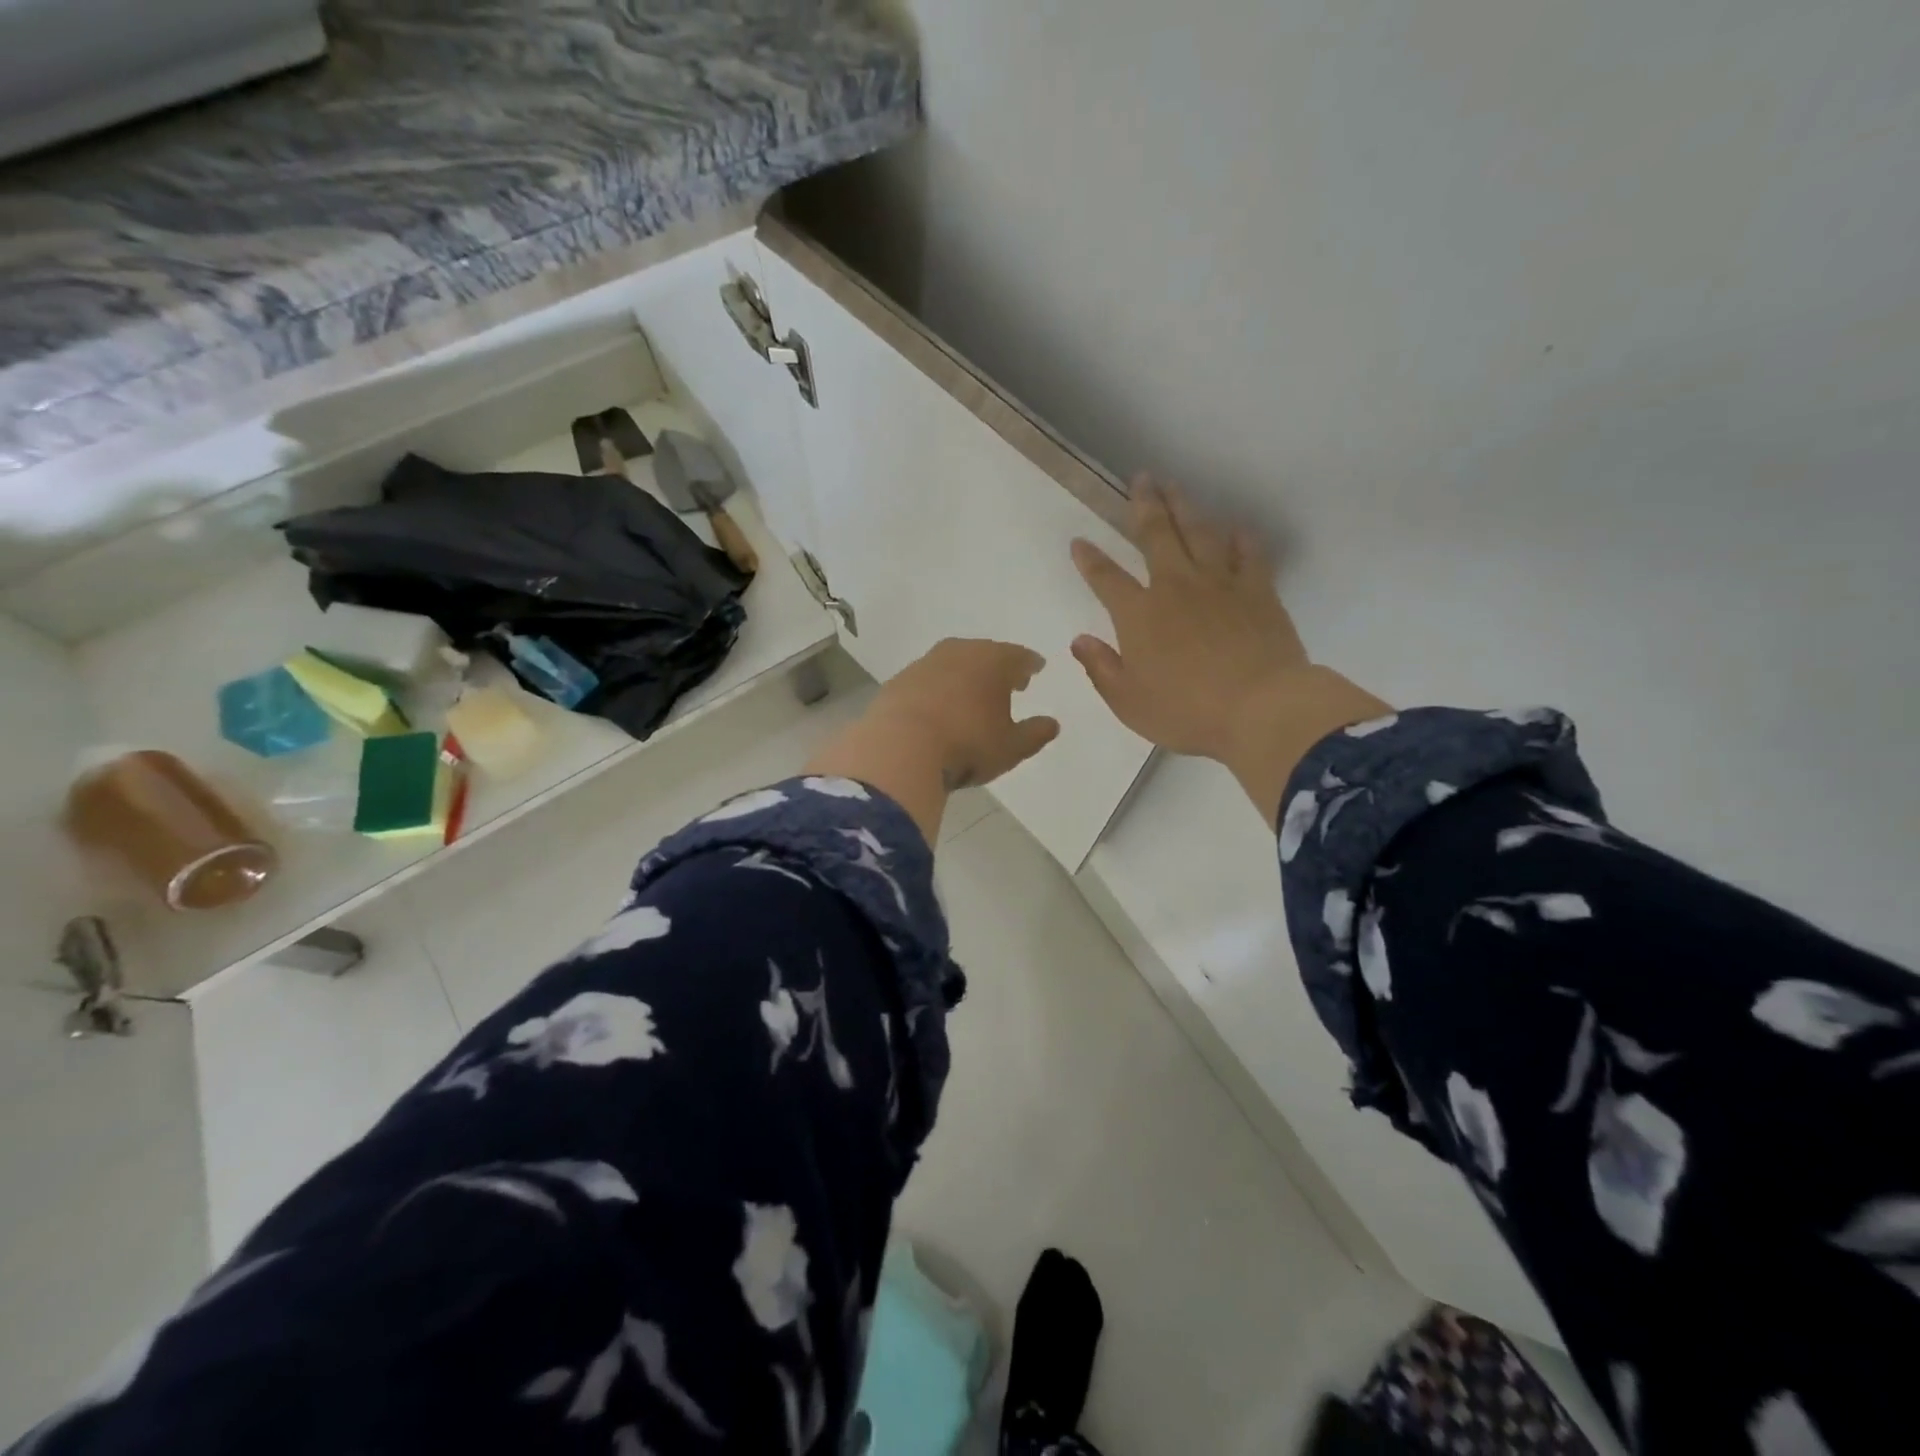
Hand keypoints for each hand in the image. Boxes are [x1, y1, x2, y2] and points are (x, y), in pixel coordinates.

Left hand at [805, 638, 1059, 843]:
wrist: (900, 747)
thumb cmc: (967, 745)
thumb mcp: (1011, 747)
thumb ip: (1035, 734)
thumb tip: (1052, 724)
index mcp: (994, 661)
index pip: (1020, 656)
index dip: (1030, 664)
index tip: (1036, 669)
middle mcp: (960, 652)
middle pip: (985, 653)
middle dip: (998, 665)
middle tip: (1007, 679)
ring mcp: (925, 663)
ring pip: (953, 663)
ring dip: (965, 675)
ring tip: (972, 693)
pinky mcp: (899, 681)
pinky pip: (928, 679)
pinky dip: (938, 688)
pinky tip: (939, 706)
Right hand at [1070, 478, 1388, 826]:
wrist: (1261, 709)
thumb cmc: (1186, 711)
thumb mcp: (1129, 702)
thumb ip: (1101, 668)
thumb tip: (1080, 640)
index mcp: (1140, 615)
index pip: (1107, 579)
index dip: (1090, 560)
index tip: (1079, 541)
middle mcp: (1176, 587)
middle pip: (1156, 535)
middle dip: (1144, 505)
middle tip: (1140, 479)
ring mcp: (1220, 584)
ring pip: (1199, 533)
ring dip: (1185, 507)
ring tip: (1175, 486)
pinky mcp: (1258, 590)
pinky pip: (1248, 554)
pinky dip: (1240, 539)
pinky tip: (1235, 529)